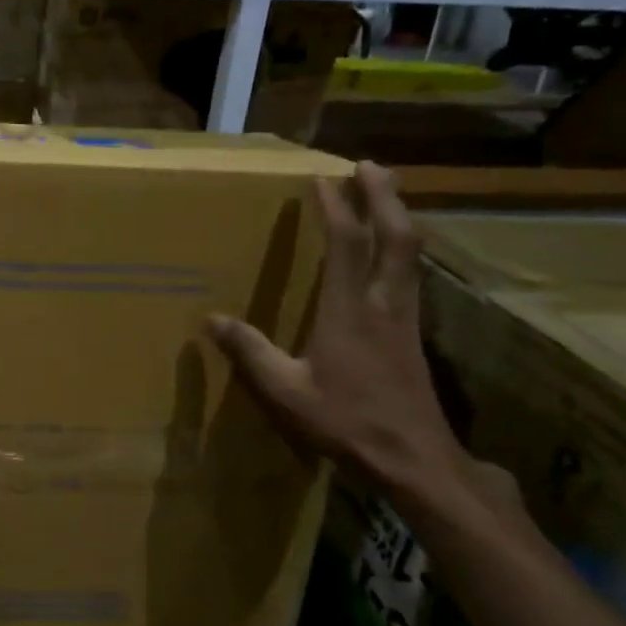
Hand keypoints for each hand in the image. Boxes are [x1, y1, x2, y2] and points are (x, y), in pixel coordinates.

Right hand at [206, 161, 468, 499]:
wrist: (415, 459)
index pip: (348, 247)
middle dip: (383, 197)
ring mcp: (406, 318)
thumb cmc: (347, 422)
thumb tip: (211, 319)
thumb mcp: (286, 392)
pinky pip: (411, 273)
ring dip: (398, 216)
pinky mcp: (414, 334)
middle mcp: (384, 305)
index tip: (320, 179)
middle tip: (368, 166)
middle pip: (396, 237)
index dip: (337, 209)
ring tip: (384, 193)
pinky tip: (393, 249)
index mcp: (349, 313)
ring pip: (410, 254)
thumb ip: (250, 352)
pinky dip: (402, 246)